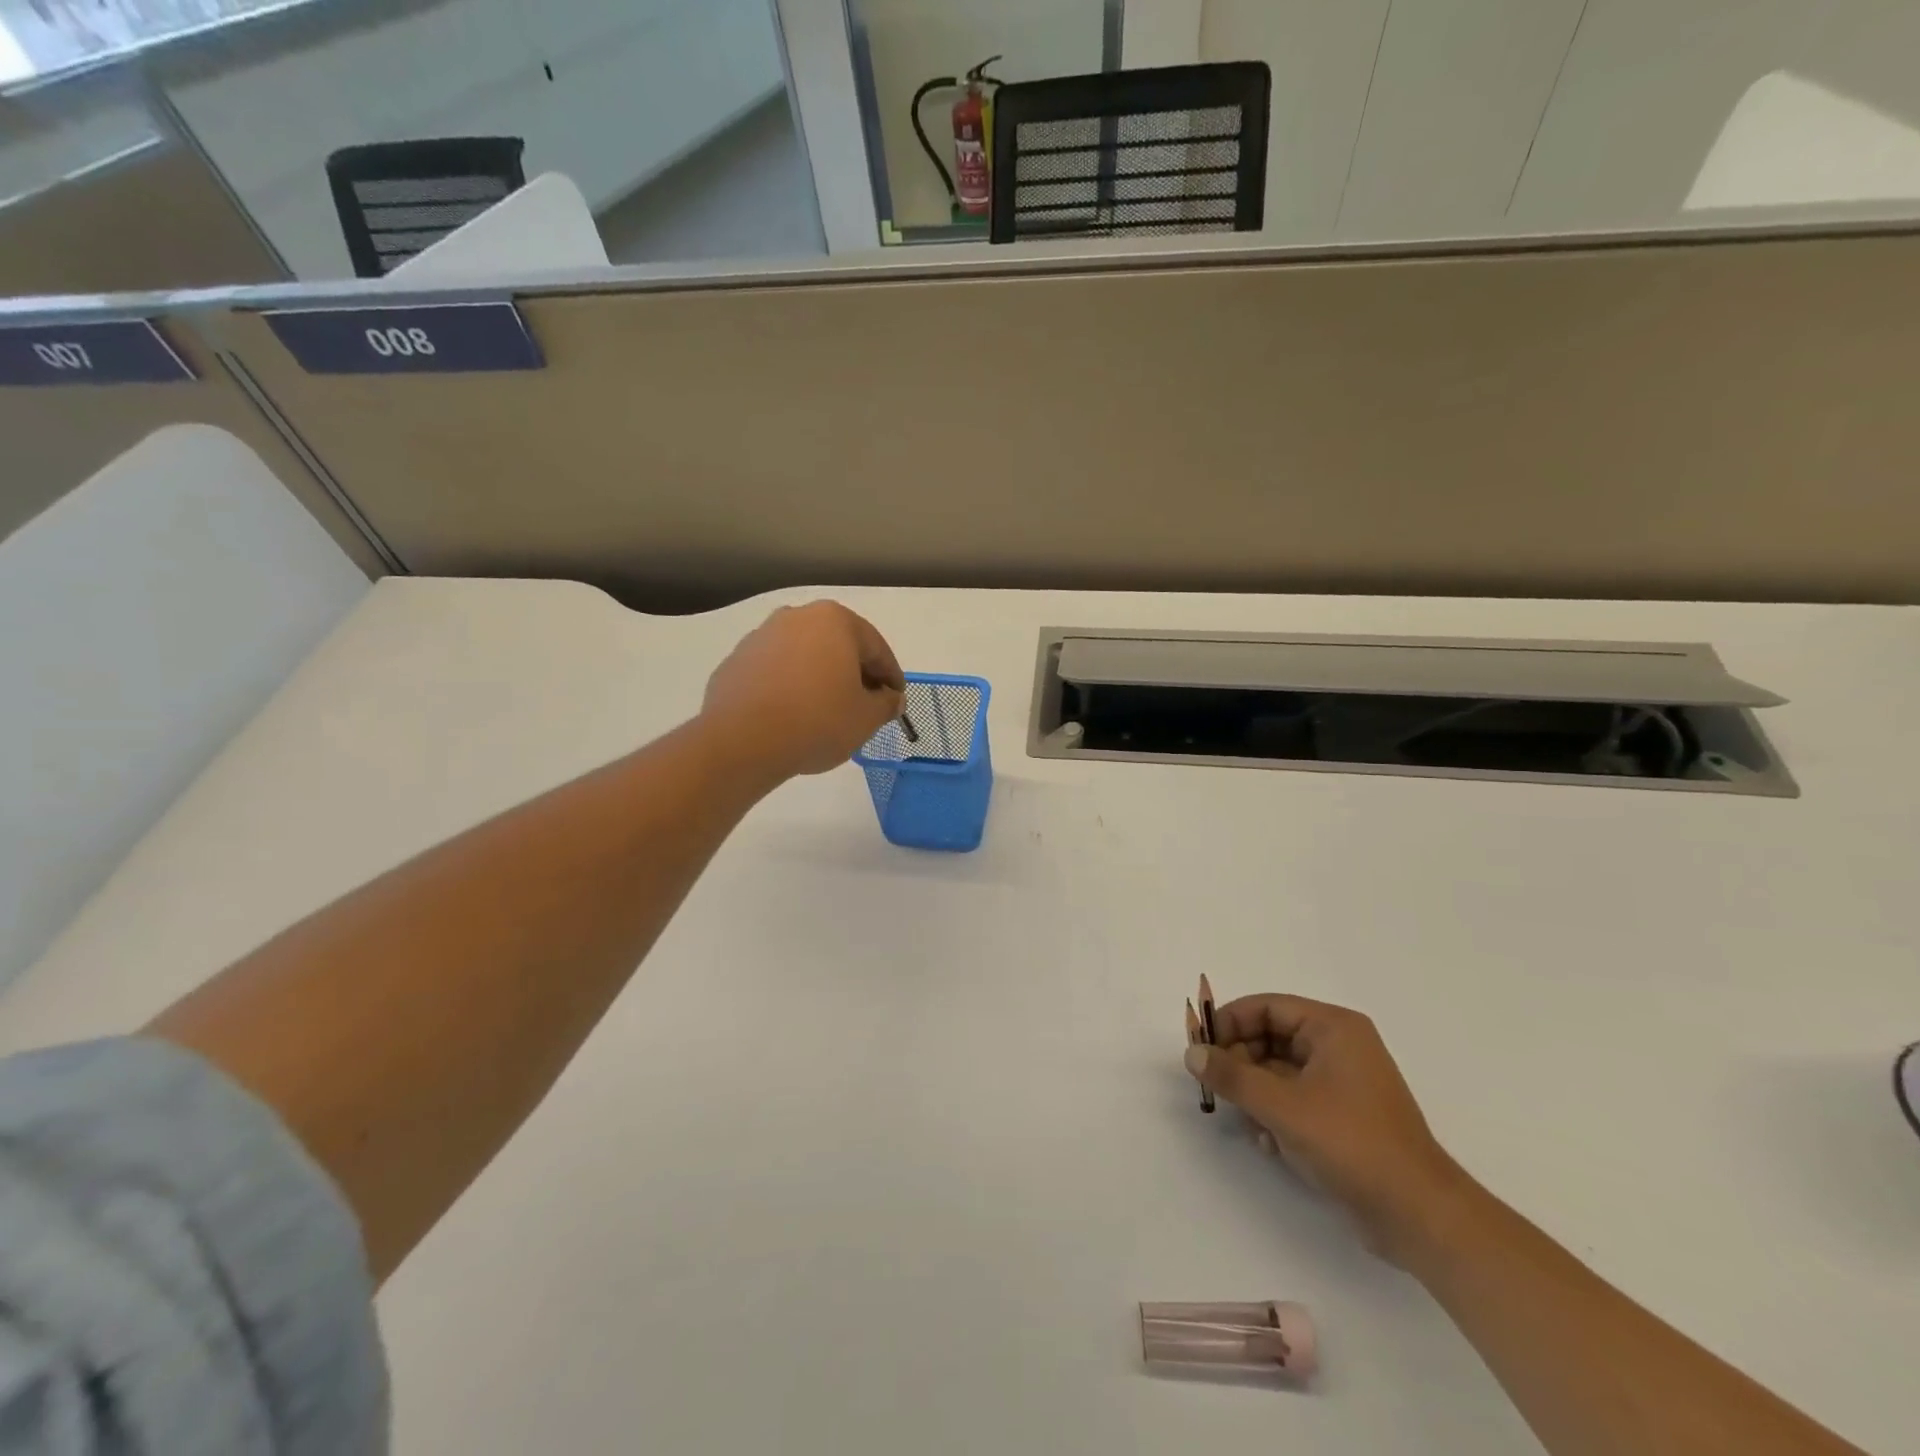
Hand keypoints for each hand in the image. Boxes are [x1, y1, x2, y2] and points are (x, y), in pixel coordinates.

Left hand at [702, 602, 904, 782]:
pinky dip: (790, 687)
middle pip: (838, 646)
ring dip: (821, 678)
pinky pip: (776, 671)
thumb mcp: (866, 718)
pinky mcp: (736, 661)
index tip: (896, 700)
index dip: (891, 676)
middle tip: (865, 705)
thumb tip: (892, 699)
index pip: (876, 648)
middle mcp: (797, 617)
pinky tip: (794, 715)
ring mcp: (761, 636)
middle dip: (854, 673)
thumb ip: (886, 703)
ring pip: (805, 656)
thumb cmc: (817, 721)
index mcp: (835, 621)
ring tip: (828, 712)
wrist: (742, 741)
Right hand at [1185, 995, 1469, 1263]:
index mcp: (1332, 1028)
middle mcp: (1339, 1046)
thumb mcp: (1281, 1106)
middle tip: (1218, 1090)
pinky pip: (1294, 1099)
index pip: (1266, 1007)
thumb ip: (1232, 1075)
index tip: (1201, 1050)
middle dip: (1241, 1064)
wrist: (1419, 1216)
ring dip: (1256, 1094)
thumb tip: (1192, 1052)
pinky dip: (1276, 1115)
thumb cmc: (1350, 1144)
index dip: (1229, 1023)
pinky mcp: (1343, 1116)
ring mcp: (1343, 1082)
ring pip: (1278, 1071)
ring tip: (1248, 1123)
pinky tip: (1270, 1144)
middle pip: (1269, 1037)